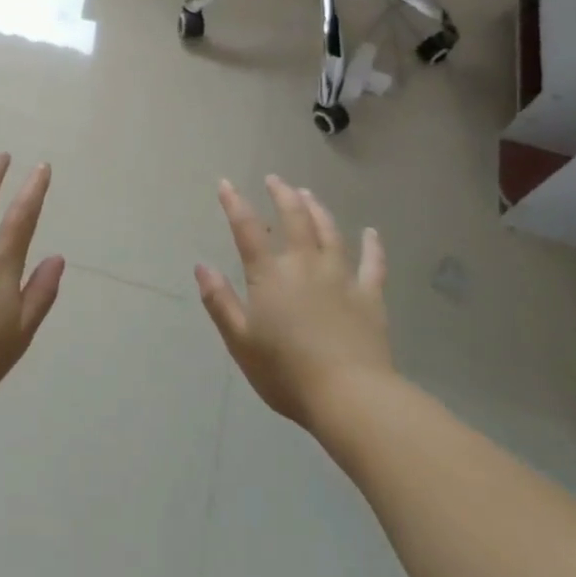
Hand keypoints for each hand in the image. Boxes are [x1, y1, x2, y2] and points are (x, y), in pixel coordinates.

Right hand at [196, 175, 393, 428]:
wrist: (351, 397)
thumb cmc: (286, 372)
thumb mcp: (240, 341)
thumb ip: (220, 302)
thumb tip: (202, 267)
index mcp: (270, 276)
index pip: (248, 230)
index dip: (235, 204)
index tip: (226, 183)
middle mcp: (305, 266)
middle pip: (295, 219)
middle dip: (283, 195)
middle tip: (275, 180)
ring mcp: (341, 278)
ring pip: (330, 233)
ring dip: (318, 210)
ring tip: (309, 194)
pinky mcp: (370, 297)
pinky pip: (373, 265)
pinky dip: (373, 247)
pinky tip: (372, 233)